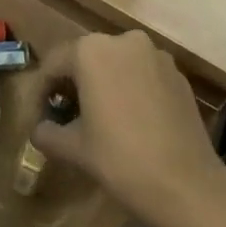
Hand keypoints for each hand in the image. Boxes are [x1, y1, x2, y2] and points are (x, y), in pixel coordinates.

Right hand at [31, 32, 225, 226]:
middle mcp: (124, 41)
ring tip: (97, 117)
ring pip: (116, 64)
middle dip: (72, 84)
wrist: (187, 185)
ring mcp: (156, 55)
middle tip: (64, 116)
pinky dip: (129, 89)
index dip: (41, 92)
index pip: (53, 65)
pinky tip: (129, 120)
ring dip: (102, 85)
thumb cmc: (120, 159)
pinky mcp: (178, 74)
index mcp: (91, 52)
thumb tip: (40, 129)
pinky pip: (142, 74)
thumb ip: (47, 132)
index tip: (38, 117)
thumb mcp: (73, 148)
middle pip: (86, 59)